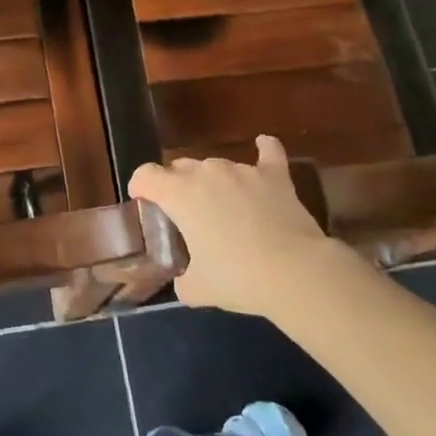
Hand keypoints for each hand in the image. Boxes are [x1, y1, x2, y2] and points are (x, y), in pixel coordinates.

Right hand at [129, 136, 334, 316]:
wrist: (294, 273)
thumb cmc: (237, 278)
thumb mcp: (198, 289)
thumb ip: (184, 280)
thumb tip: (186, 280)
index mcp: (179, 194)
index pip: (146, 175)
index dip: (140, 187)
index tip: (144, 203)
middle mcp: (206, 172)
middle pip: (180, 167)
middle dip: (177, 186)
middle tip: (187, 217)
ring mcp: (242, 170)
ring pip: (217, 166)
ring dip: (213, 182)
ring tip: (225, 209)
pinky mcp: (274, 176)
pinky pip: (268, 153)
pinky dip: (264, 150)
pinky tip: (263, 146)